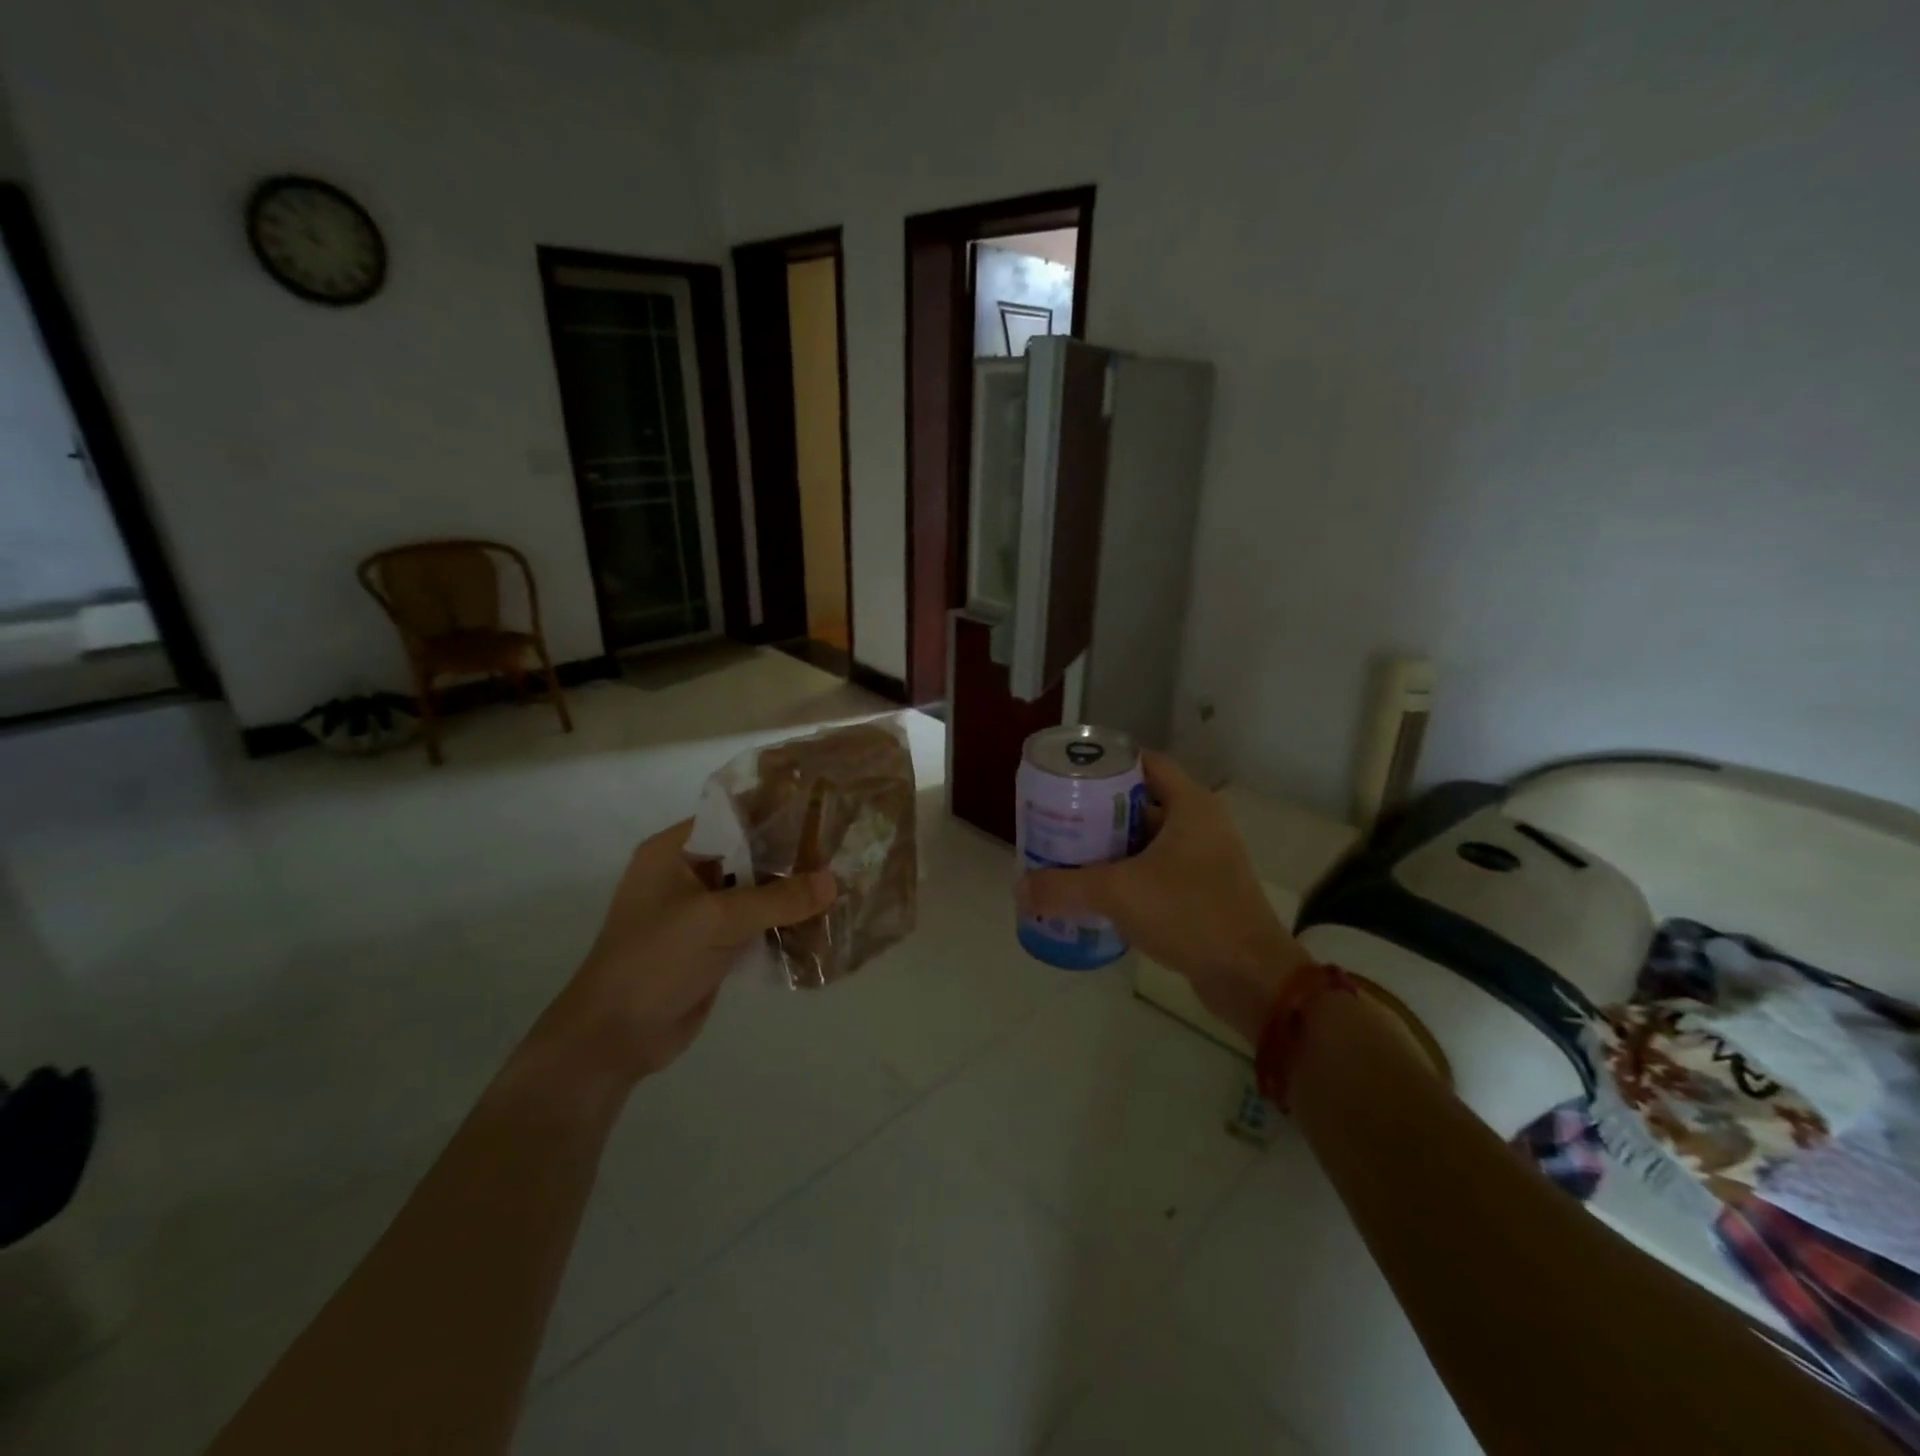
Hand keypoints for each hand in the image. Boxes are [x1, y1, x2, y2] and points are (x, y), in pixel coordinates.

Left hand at [528, 819, 836, 1086]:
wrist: (615, 1038)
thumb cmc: (656, 961)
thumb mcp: (717, 920)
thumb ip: (778, 899)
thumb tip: (835, 881)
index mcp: (674, 851)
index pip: (734, 817)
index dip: (777, 813)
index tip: (824, 812)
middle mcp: (687, 872)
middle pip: (749, 853)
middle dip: (791, 855)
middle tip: (842, 850)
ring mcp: (700, 910)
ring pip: (755, 889)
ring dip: (791, 891)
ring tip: (842, 882)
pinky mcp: (713, 943)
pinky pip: (755, 922)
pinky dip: (783, 921)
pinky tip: (821, 920)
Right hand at [1018, 751, 1307, 1043]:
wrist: (1249, 977)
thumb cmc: (1189, 913)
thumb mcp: (1118, 893)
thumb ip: (1064, 888)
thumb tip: (1020, 889)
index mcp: (1190, 805)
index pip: (1145, 764)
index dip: (1107, 764)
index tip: (1069, 775)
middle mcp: (1201, 824)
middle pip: (1141, 802)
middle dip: (1098, 810)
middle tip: (1058, 818)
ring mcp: (1204, 860)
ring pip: (1147, 840)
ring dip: (1111, 847)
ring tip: (1067, 853)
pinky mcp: (1202, 892)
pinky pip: (1157, 871)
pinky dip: (1128, 875)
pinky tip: (1096, 890)